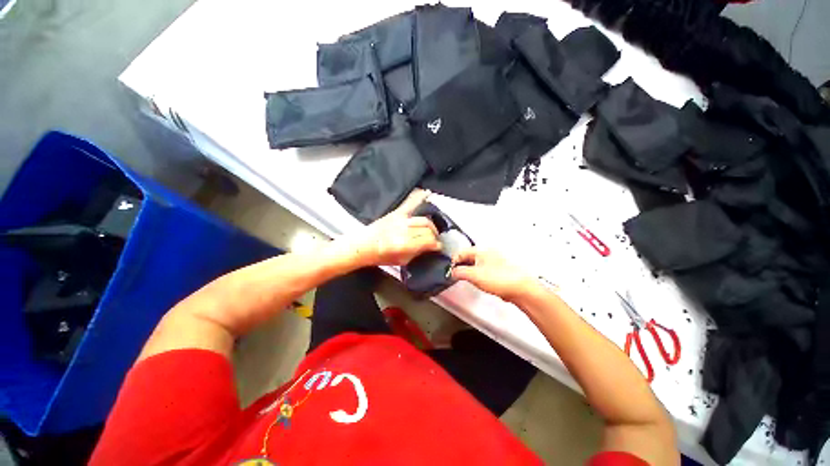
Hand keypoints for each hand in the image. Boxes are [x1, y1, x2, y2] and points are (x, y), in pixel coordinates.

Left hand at [341, 189, 441, 266]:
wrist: (362, 246)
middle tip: (435, 241)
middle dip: (434, 236)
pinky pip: (410, 203)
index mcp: (403, 244)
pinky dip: (419, 197)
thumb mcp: (401, 261)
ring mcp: (399, 219)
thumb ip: (417, 253)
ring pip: (424, 220)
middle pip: (427, 229)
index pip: (428, 241)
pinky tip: (427, 193)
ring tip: (432, 231)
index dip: (436, 244)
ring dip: (431, 226)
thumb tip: (430, 248)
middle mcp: (402, 230)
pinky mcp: (396, 212)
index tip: (438, 247)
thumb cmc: (380, 257)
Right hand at [451, 248, 537, 302]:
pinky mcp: (498, 270)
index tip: (450, 269)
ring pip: (476, 264)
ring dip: (470, 271)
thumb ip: (459, 272)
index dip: (453, 261)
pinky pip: (483, 270)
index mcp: (480, 250)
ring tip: (469, 279)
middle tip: (457, 275)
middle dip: (461, 266)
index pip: (461, 252)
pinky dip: (479, 275)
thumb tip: (452, 272)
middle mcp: (487, 253)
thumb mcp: (473, 275)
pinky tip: (480, 282)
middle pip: (468, 257)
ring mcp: (493, 261)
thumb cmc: (501, 278)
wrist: (520, 288)